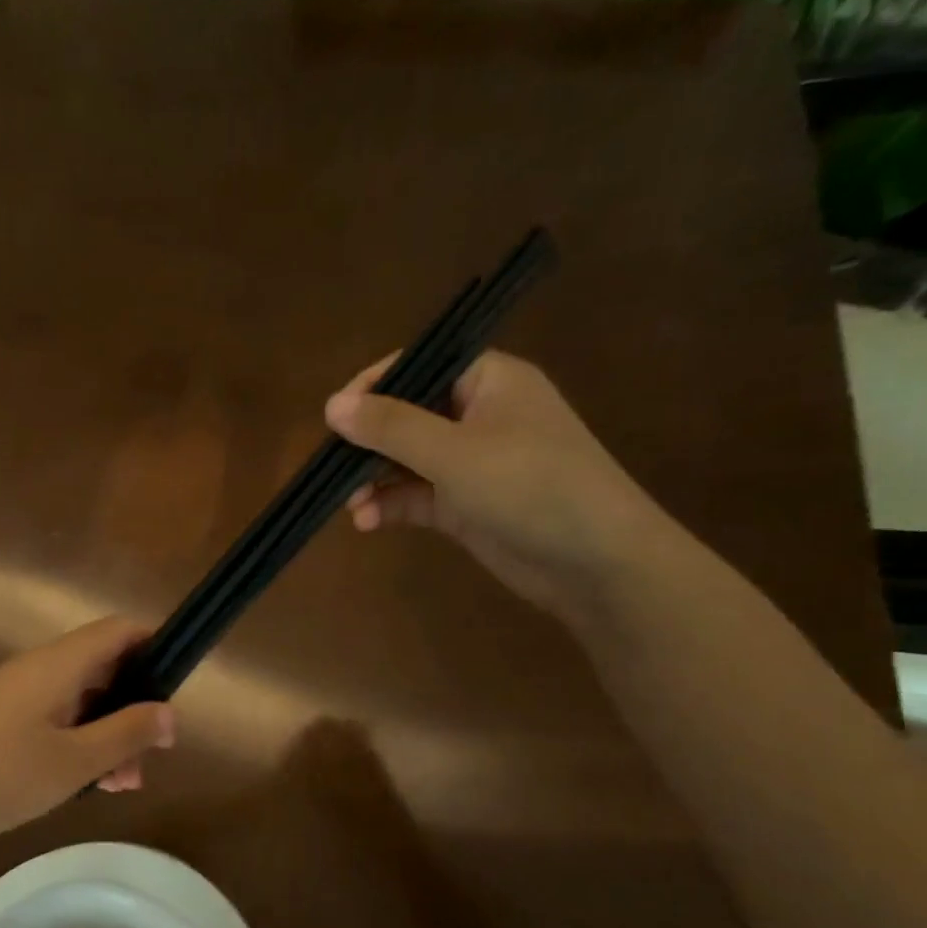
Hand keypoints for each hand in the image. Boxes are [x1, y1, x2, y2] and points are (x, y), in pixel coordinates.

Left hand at [0, 617, 175, 858]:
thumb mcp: (74, 762)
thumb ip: (126, 734)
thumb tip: (170, 713)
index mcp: (59, 664)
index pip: (120, 630)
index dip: (155, 649)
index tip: (175, 692)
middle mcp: (40, 668)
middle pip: (105, 668)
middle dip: (135, 709)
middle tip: (148, 760)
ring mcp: (18, 694)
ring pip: (83, 700)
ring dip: (109, 734)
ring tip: (121, 786)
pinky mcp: (3, 719)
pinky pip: (57, 718)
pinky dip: (80, 743)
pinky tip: (87, 785)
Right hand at [323, 350, 675, 617]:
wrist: (595, 561)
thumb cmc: (530, 487)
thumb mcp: (453, 452)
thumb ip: (390, 427)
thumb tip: (331, 405)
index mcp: (488, 381)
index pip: (419, 366)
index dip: (373, 387)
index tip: (334, 417)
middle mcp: (478, 415)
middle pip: (407, 415)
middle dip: (368, 444)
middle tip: (334, 469)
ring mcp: (472, 462)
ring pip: (407, 460)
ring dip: (374, 480)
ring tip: (349, 505)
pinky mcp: (466, 504)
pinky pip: (416, 495)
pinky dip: (391, 505)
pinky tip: (367, 523)